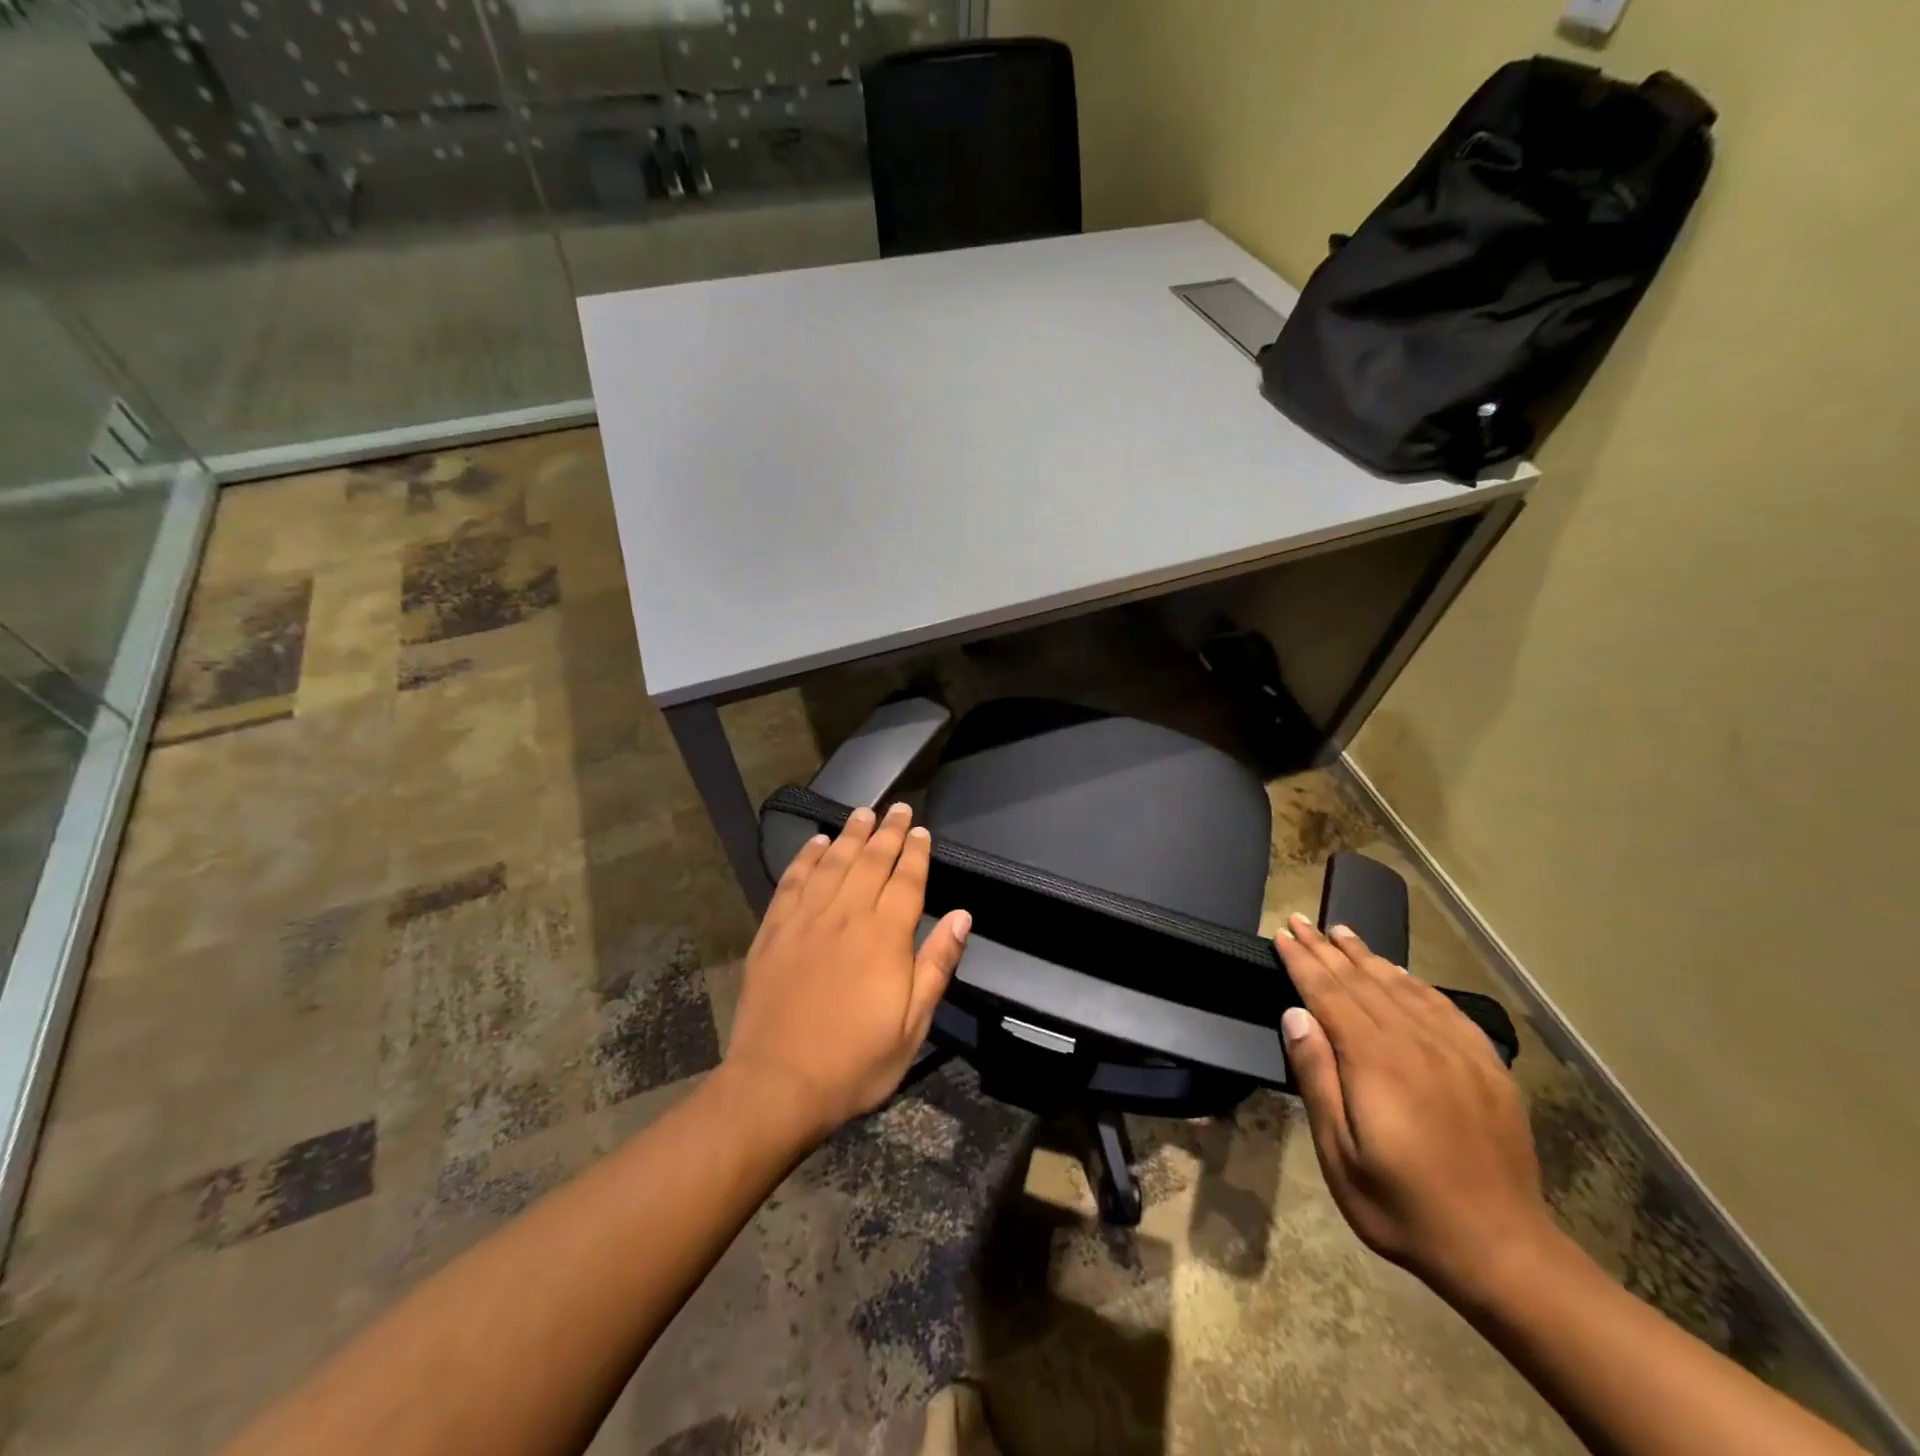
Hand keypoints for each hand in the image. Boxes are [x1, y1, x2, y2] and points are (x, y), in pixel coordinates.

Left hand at [722, 802, 970, 1143]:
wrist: (778, 1083)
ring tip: (862, 814)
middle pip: (871, 862)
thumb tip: (962, 916)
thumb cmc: (856, 1061)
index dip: (915, 853)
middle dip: (887, 832)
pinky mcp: (774, 931)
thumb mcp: (913, 1025)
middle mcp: (846, 916)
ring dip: (850, 835)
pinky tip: (815, 843)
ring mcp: (806, 920)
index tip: (921, 831)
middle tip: (897, 808)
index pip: (906, 880)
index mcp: (885, 937)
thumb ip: (936, 965)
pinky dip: (806, 858)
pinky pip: (793, 882)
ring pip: (833, 863)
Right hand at [1274, 914, 1553, 1297]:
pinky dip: (1415, 982)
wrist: (1503, 1251)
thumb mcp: (1340, 1155)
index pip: (1328, 994)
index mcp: (1376, 1061)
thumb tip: (1295, 1014)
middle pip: (1362, 981)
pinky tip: (1401, 973)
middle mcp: (1416, 1042)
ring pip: (1402, 987)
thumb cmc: (1403, 1207)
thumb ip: (1318, 1078)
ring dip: (1367, 956)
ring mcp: (1456, 1051)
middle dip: (1326, 948)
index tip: (1282, 934)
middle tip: (1301, 920)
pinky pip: (1444, 1007)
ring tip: (1341, 932)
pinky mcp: (1486, 1066)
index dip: (1302, 962)